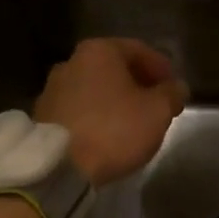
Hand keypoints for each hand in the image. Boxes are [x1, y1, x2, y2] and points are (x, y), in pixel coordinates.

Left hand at [35, 38, 188, 184]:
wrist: (59, 167)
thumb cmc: (114, 129)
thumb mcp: (157, 112)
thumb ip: (171, 94)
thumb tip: (176, 87)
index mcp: (99, 51)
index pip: (139, 50)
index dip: (161, 68)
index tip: (174, 88)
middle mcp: (71, 61)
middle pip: (114, 68)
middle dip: (137, 84)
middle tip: (156, 105)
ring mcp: (52, 88)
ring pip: (95, 88)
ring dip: (115, 100)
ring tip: (133, 123)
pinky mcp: (42, 116)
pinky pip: (79, 109)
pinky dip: (96, 116)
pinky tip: (107, 135)